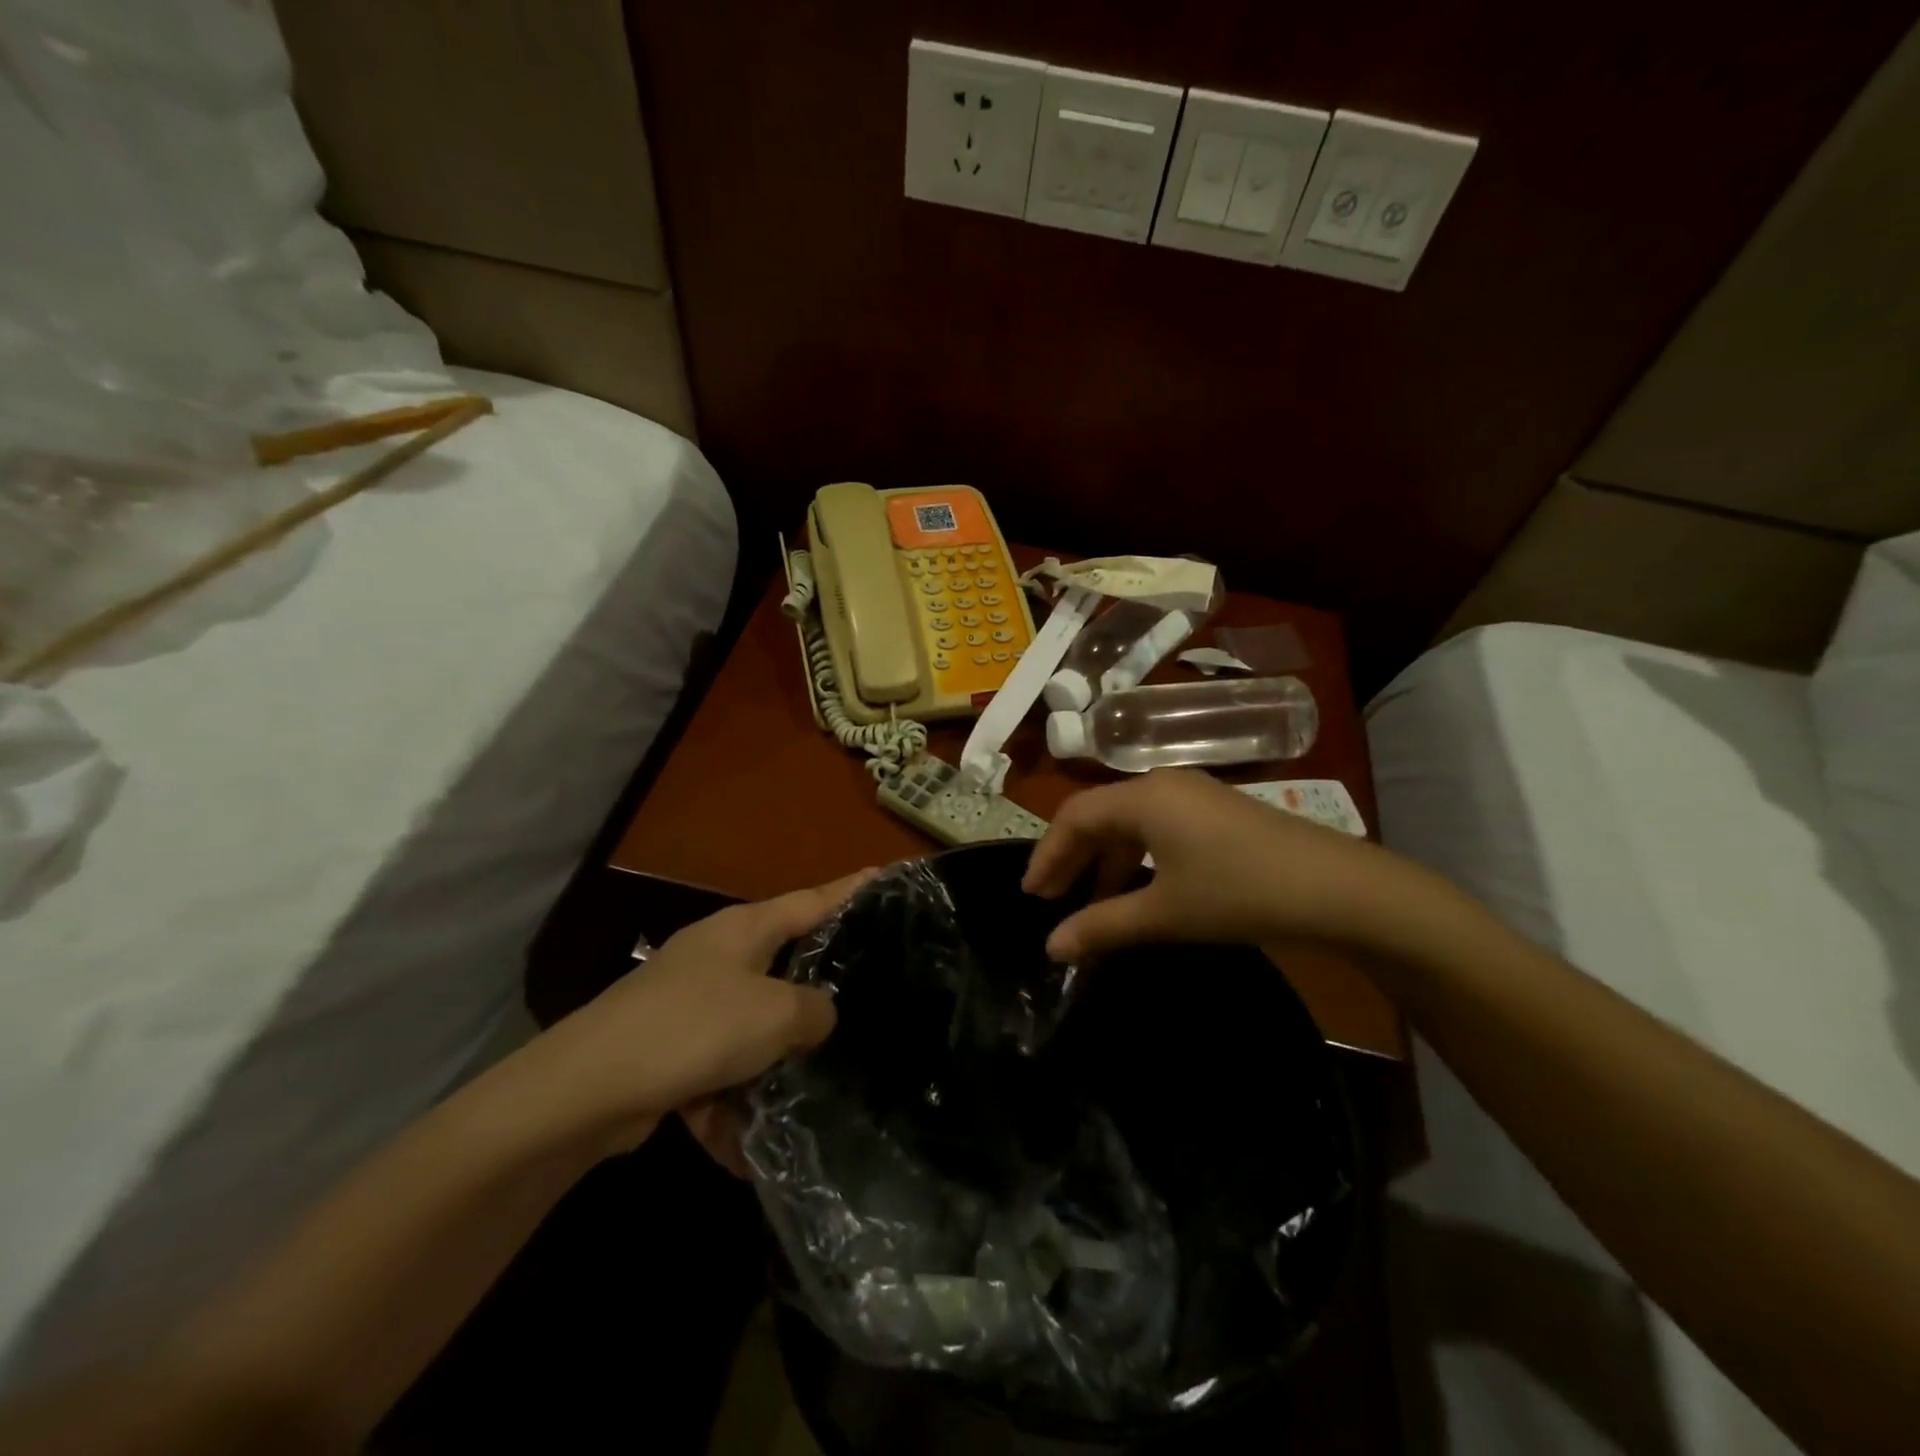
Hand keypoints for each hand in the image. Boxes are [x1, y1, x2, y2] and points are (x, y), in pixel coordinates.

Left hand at [518, 870, 874, 1152]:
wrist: (586, 1090)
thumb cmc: (694, 1028)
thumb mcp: (775, 1014)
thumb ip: (815, 1010)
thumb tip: (819, 1016)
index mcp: (745, 930)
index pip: (813, 899)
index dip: (852, 889)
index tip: (885, 875)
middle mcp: (719, 957)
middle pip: (784, 965)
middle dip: (818, 989)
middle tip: (868, 997)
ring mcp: (690, 1003)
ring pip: (753, 1029)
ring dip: (774, 1068)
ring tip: (814, 1097)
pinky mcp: (669, 1051)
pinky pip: (718, 1074)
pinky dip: (731, 1108)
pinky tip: (746, 1153)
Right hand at [1023, 769, 1441, 961]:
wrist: (1337, 889)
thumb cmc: (1239, 893)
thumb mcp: (1164, 913)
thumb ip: (1102, 926)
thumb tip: (1051, 947)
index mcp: (1143, 797)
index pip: (1074, 817)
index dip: (1047, 855)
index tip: (1031, 896)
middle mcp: (1163, 785)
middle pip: (1099, 815)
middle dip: (1072, 857)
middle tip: (1051, 900)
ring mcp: (1194, 797)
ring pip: (1130, 823)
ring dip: (1105, 861)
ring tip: (1090, 902)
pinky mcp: (1217, 814)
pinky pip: (1158, 829)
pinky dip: (1136, 858)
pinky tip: (1138, 891)